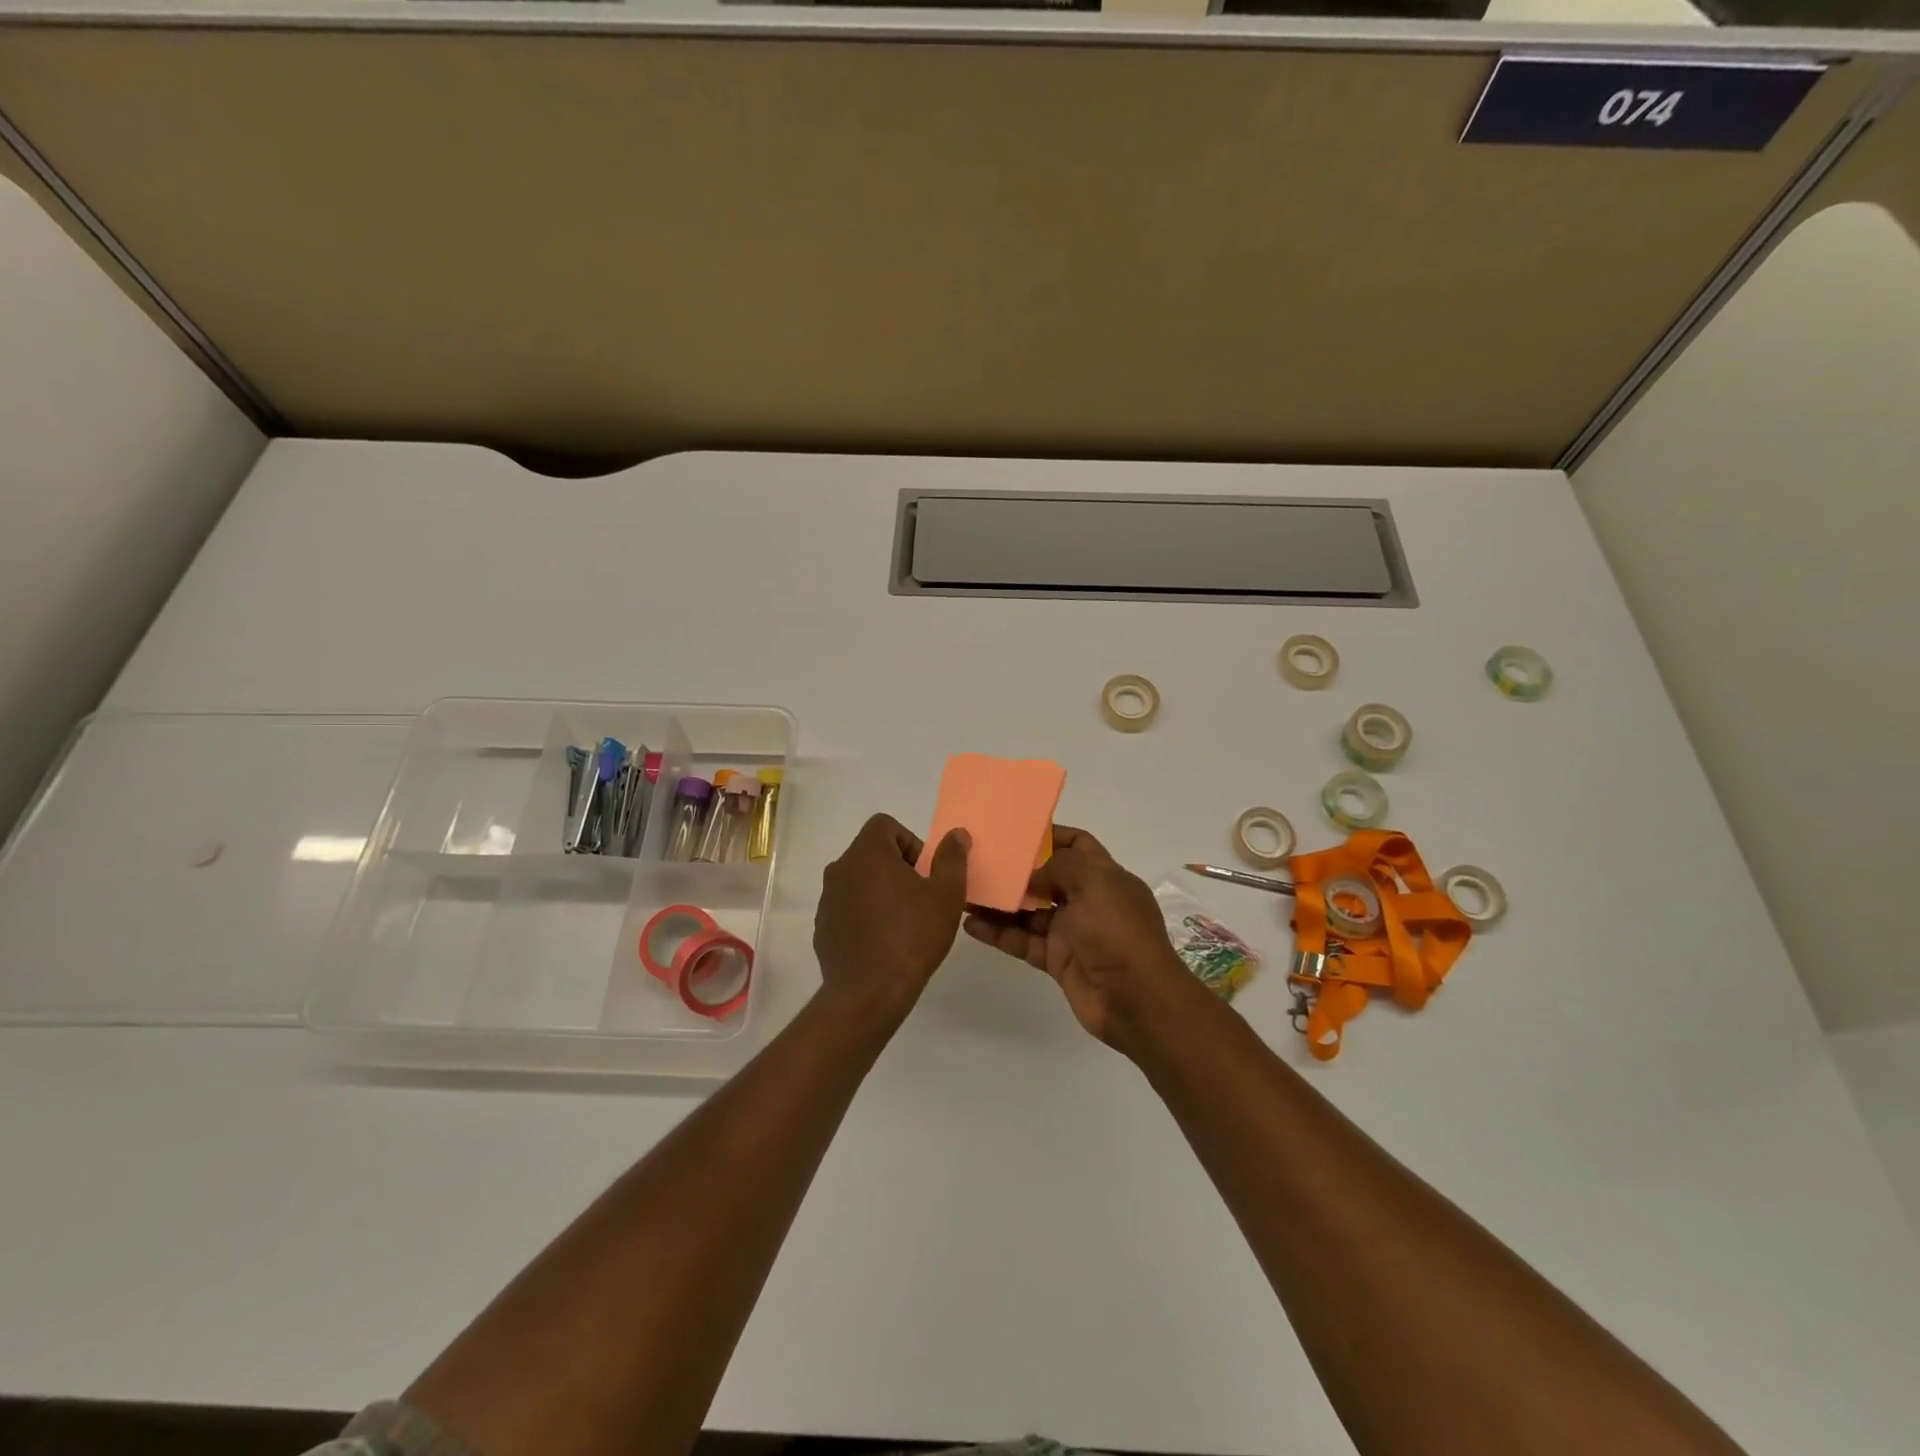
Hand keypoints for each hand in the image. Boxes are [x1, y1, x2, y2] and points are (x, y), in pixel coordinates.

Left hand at [813, 814, 970, 1030]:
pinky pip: (848, 908)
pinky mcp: (823, 927)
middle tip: (920, 899)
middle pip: (872, 852)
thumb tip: (956, 834)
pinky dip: (865, 915)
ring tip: (904, 923)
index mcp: (867, 853)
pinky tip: (883, 942)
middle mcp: (840, 868)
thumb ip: (952, 858)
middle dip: (898, 868)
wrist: (868, 993)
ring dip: (881, 892)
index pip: (885, 825)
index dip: (910, 842)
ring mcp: (827, 899)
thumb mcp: (946, 895)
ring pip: (859, 881)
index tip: (924, 873)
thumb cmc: (912, 937)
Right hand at [961, 825, 1202, 1053]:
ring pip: (1029, 911)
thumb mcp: (1094, 883)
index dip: (1051, 835)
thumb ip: (1059, 867)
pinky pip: (1022, 941)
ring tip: (965, 890)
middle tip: (980, 859)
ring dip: (1001, 902)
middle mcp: (1088, 900)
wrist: (1136, 999)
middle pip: (1047, 877)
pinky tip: (970, 923)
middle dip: (1017, 869)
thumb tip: (1031, 874)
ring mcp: (1071, 932)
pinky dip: (998, 933)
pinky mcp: (1057, 960)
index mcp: (1105, 876)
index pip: (1078, 844)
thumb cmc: (1118, 931)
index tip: (1016, 831)